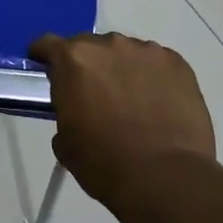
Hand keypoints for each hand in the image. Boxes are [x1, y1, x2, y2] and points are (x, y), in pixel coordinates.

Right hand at [29, 32, 215, 204]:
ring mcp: (147, 51)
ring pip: (125, 53)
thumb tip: (77, 111)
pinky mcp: (178, 63)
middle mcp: (109, 45)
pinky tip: (157, 103)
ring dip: (121, 69)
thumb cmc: (104, 163)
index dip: (44, 57)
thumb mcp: (65, 142)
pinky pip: (155, 63)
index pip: (48, 44)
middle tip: (93, 94)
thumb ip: (65, 112)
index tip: (47, 72)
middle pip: (89, 46)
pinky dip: (151, 77)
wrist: (165, 178)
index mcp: (73, 60)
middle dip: (87, 65)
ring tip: (130, 100)